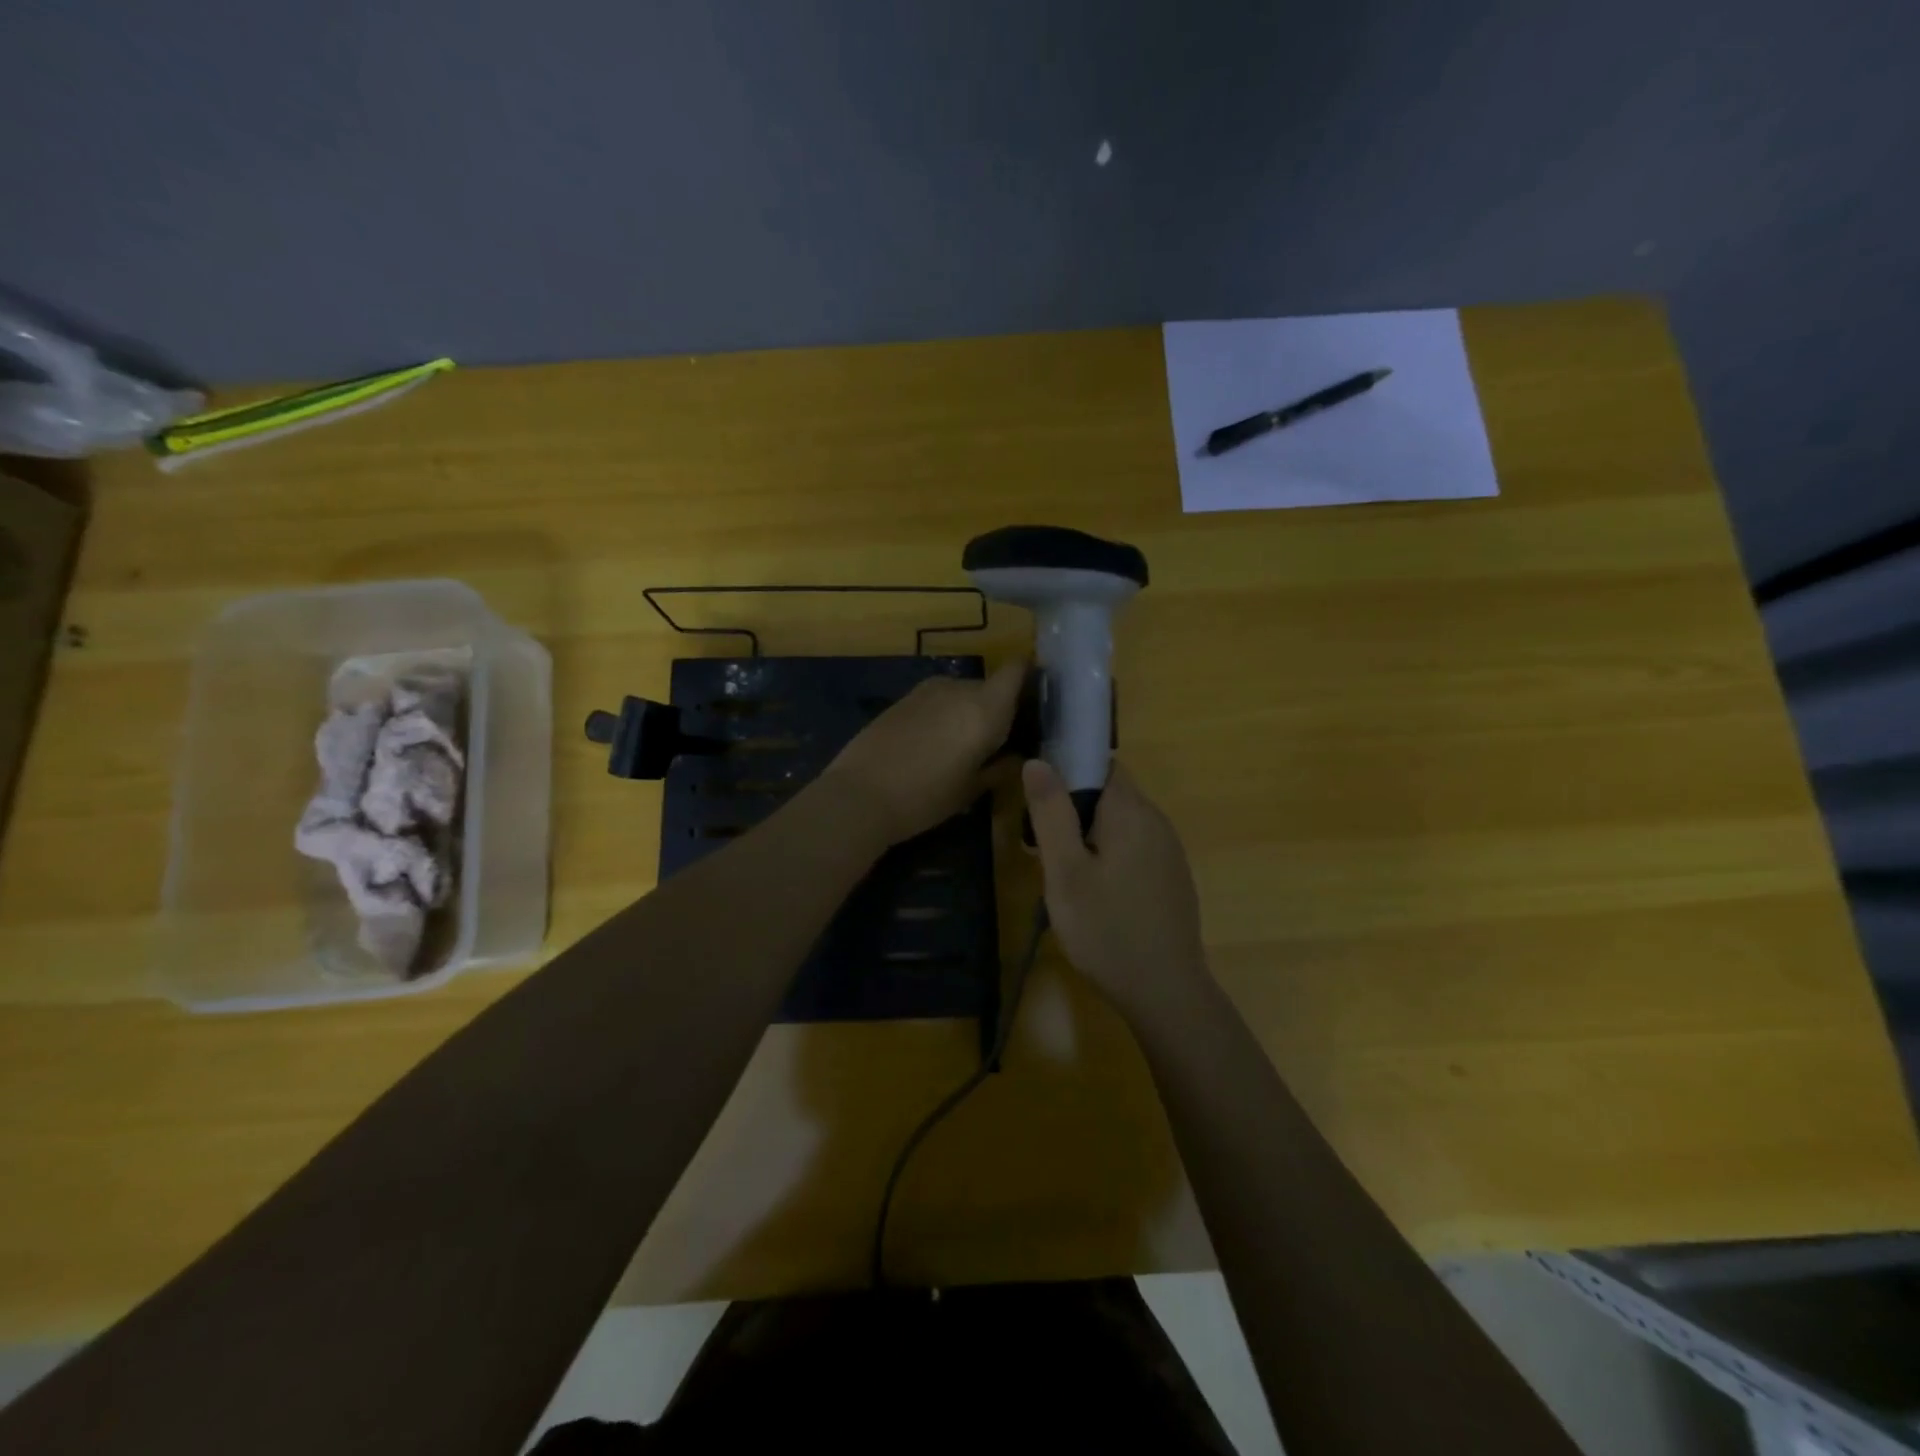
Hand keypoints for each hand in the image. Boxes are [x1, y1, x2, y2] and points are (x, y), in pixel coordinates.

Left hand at [820, 661, 1025, 845]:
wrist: (860, 795)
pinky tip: (931, 746)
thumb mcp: (971, 790)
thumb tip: (1016, 758)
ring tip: (960, 748)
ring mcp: (926, 690)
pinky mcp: (901, 699)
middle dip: (995, 708)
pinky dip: (941, 716)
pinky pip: (935, 701)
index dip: (1028, 677)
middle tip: (996, 742)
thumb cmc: (926, 797)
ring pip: (959, 694)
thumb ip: (999, 768)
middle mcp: (959, 688)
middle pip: (989, 687)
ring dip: (965, 712)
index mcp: (985, 707)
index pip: (1017, 670)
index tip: (1033, 700)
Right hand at [1023, 759, 1211, 1018]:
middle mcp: (1157, 821)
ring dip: (1090, 834)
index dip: (1065, 772)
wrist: (1165, 992)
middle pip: (1109, 792)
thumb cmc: (1106, 930)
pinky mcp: (1171, 875)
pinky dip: (1110, 854)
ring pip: (1120, 822)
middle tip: (1046, 848)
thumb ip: (1051, 814)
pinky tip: (1096, 892)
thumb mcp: (1066, 872)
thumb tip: (1037, 761)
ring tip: (1066, 874)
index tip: (1039, 804)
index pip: (1098, 765)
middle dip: (1074, 809)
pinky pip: (1134, 846)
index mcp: (1131, 812)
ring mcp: (1168, 850)